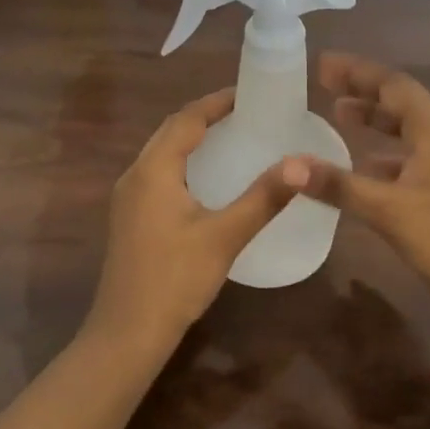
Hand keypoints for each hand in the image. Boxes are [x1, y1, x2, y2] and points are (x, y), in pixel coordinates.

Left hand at [87, 89, 301, 351]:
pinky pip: (157, 174)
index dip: (216, 102)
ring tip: (230, 138)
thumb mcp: (225, 236)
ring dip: (192, 139)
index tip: (249, 94)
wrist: (127, 333)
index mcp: (153, 170)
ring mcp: (127, 198)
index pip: (186, 119)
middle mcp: (135, 175)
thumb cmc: (175, 279)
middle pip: (170, 131)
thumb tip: (302, 163)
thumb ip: (263, 198)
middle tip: (245, 113)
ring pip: (161, 153)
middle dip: (204, 117)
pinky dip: (183, 163)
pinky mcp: (129, 218)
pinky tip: (206, 180)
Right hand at [292, 53, 429, 334]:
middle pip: (403, 104)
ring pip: (410, 132)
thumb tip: (287, 165)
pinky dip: (387, 156)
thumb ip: (338, 185)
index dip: (358, 71)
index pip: (395, 85)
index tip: (323, 65)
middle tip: (327, 86)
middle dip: (365, 91)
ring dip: (376, 121)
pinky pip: (414, 159)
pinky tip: (367, 171)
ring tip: (341, 117)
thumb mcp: (388, 211)